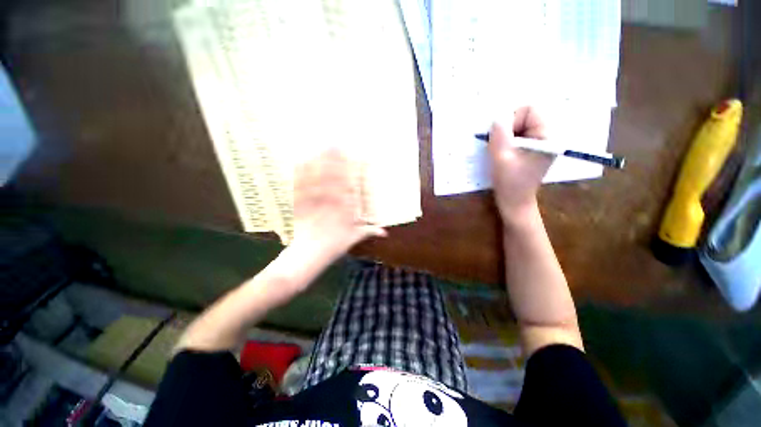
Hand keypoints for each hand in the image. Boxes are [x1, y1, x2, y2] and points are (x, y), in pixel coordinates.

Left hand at [292, 148, 385, 262]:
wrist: (309, 256)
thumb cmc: (333, 247)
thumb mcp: (353, 239)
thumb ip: (368, 232)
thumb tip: (385, 232)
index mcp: (344, 209)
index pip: (349, 186)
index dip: (351, 172)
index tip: (354, 159)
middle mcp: (330, 203)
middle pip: (332, 178)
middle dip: (334, 161)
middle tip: (336, 145)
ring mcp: (314, 203)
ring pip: (317, 180)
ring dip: (319, 163)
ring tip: (321, 148)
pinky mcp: (300, 205)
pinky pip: (300, 188)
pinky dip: (300, 175)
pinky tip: (300, 163)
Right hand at [488, 106, 554, 224]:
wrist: (515, 202)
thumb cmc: (509, 182)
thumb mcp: (501, 157)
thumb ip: (499, 135)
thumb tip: (496, 117)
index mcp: (546, 137)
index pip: (529, 110)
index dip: (511, 120)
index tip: (501, 138)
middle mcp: (548, 136)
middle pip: (525, 116)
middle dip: (508, 128)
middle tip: (499, 146)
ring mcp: (541, 143)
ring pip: (520, 126)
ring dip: (506, 136)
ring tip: (501, 152)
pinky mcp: (533, 150)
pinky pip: (519, 135)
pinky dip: (508, 141)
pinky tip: (503, 154)